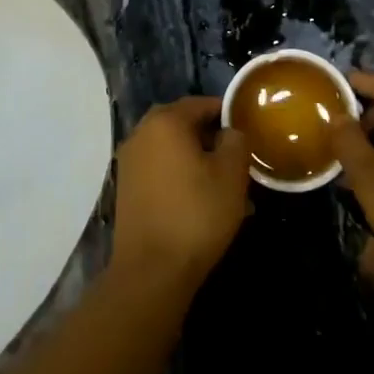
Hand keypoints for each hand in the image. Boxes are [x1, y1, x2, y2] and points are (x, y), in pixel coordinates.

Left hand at [111, 97, 249, 286]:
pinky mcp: (126, 188)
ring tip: (221, 181)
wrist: (151, 270)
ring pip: (170, 148)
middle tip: (235, 155)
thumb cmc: (196, 214)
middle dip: (209, 135)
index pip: (200, 103)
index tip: (246, 130)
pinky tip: (199, 198)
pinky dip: (178, 174)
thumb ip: (236, 141)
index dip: (226, 113)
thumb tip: (229, 131)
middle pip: (182, 123)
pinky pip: (158, 168)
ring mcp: (129, 161)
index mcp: (165, 121)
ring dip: (194, 157)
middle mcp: (141, 133)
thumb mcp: (231, 174)